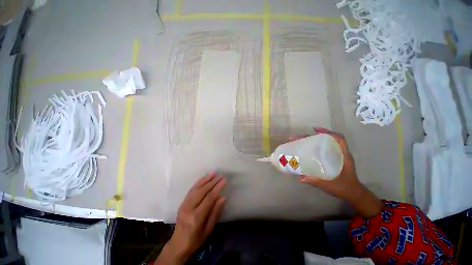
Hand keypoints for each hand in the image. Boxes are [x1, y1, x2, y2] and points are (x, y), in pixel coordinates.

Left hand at [154, 173, 226, 264]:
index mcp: (196, 217)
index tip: (224, 180)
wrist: (177, 244)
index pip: (209, 198)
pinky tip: (203, 178)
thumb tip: (223, 197)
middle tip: (220, 176)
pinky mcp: (182, 203)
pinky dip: (198, 183)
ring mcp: (184, 204)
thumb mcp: (208, 229)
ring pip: (196, 188)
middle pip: (202, 191)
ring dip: (205, 179)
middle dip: (212, 182)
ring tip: (212, 173)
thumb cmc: (196, 240)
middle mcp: (189, 208)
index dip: (218, 188)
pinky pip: (191, 190)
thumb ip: (215, 212)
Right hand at [296, 128, 382, 216]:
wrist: (354, 194)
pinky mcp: (334, 160)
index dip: (329, 133)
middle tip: (301, 137)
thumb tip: (301, 178)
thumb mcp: (331, 186)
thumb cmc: (346, 188)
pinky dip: (316, 146)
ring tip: (301, 140)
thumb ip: (317, 182)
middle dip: (315, 136)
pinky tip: (307, 148)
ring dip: (314, 140)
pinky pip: (325, 149)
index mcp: (344, 157)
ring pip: (327, 143)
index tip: (315, 131)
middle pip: (330, 139)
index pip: (340, 139)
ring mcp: (338, 156)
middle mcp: (341, 154)